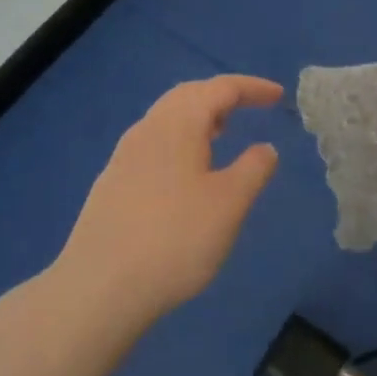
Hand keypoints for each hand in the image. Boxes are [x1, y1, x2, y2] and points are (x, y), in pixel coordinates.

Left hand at [56, 74, 283, 319]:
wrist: (99, 288)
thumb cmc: (175, 239)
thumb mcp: (229, 205)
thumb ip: (253, 169)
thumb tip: (265, 147)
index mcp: (178, 123)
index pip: (220, 88)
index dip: (252, 88)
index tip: (278, 96)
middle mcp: (147, 128)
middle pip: (188, 95)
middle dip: (222, 96)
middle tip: (250, 107)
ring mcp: (124, 155)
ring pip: (167, 118)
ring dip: (199, 117)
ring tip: (222, 135)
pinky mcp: (112, 182)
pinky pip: (154, 142)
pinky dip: (180, 140)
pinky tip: (187, 171)